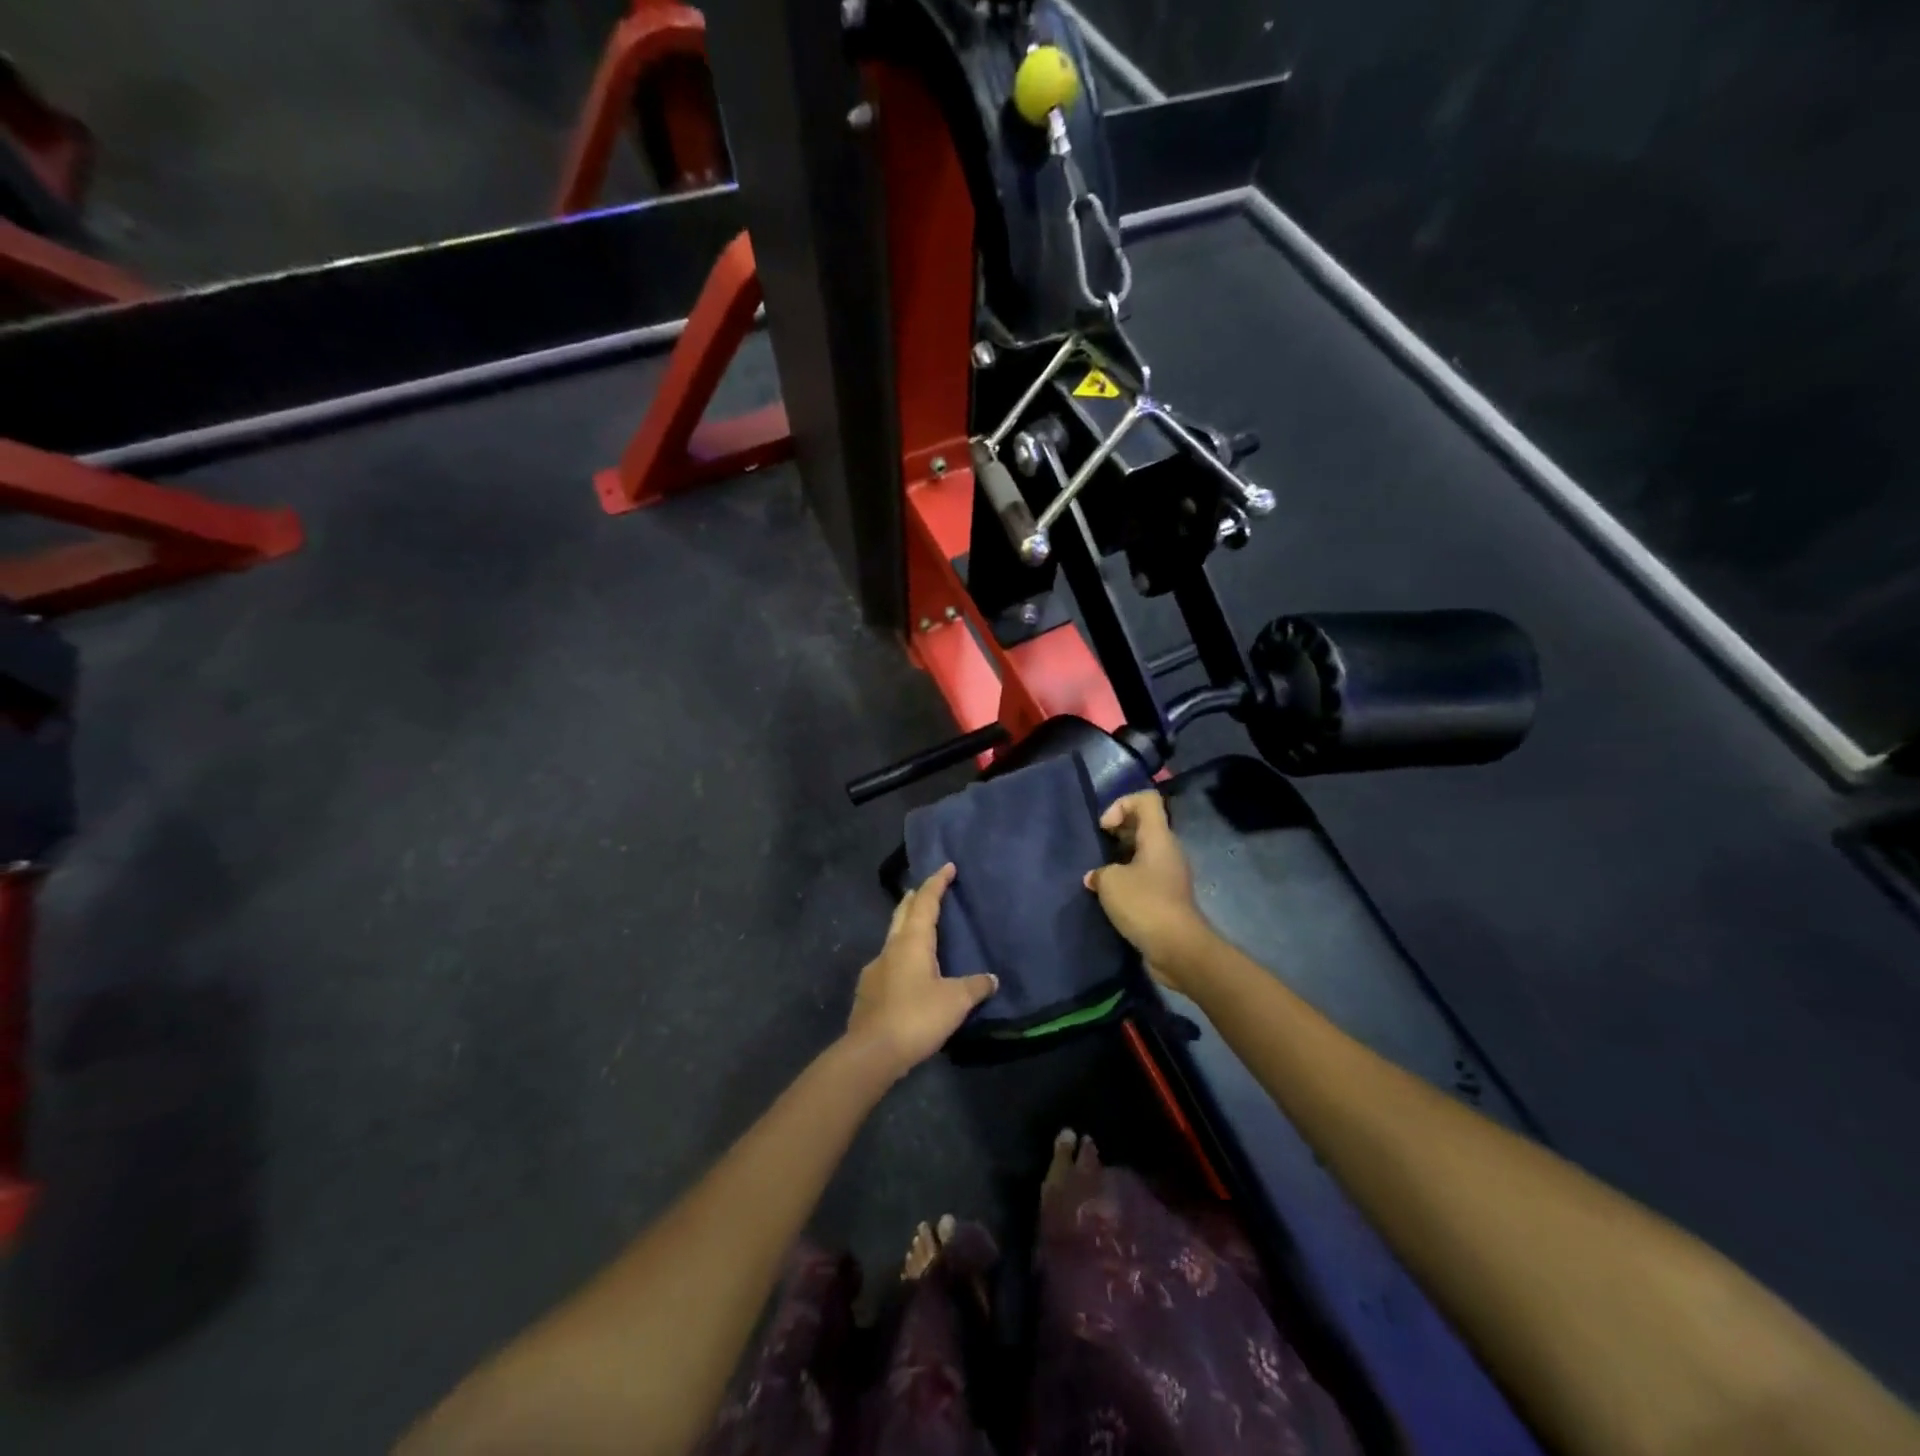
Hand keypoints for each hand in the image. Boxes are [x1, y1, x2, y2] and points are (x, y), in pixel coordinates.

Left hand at [846, 864, 997, 1076]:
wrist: (871, 1053)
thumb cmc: (916, 1017)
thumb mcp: (955, 1001)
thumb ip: (975, 987)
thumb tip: (992, 979)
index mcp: (912, 942)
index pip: (925, 902)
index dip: (937, 883)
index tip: (947, 866)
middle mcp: (890, 948)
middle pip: (903, 913)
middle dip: (916, 898)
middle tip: (928, 888)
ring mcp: (875, 970)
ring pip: (893, 937)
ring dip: (906, 926)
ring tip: (920, 930)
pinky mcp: (868, 992)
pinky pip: (888, 963)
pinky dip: (900, 956)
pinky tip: (907, 972)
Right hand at [1085, 791, 1212, 990]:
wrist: (1178, 948)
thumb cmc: (1145, 904)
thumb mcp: (1110, 882)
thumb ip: (1099, 872)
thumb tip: (1096, 877)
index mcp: (1158, 837)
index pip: (1146, 800)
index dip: (1121, 804)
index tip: (1105, 828)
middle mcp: (1168, 850)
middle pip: (1143, 825)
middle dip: (1117, 832)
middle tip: (1097, 849)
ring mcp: (1169, 874)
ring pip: (1143, 853)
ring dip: (1120, 859)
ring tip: (1100, 875)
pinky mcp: (1167, 897)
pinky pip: (1145, 877)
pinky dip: (1127, 881)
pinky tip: (1110, 897)